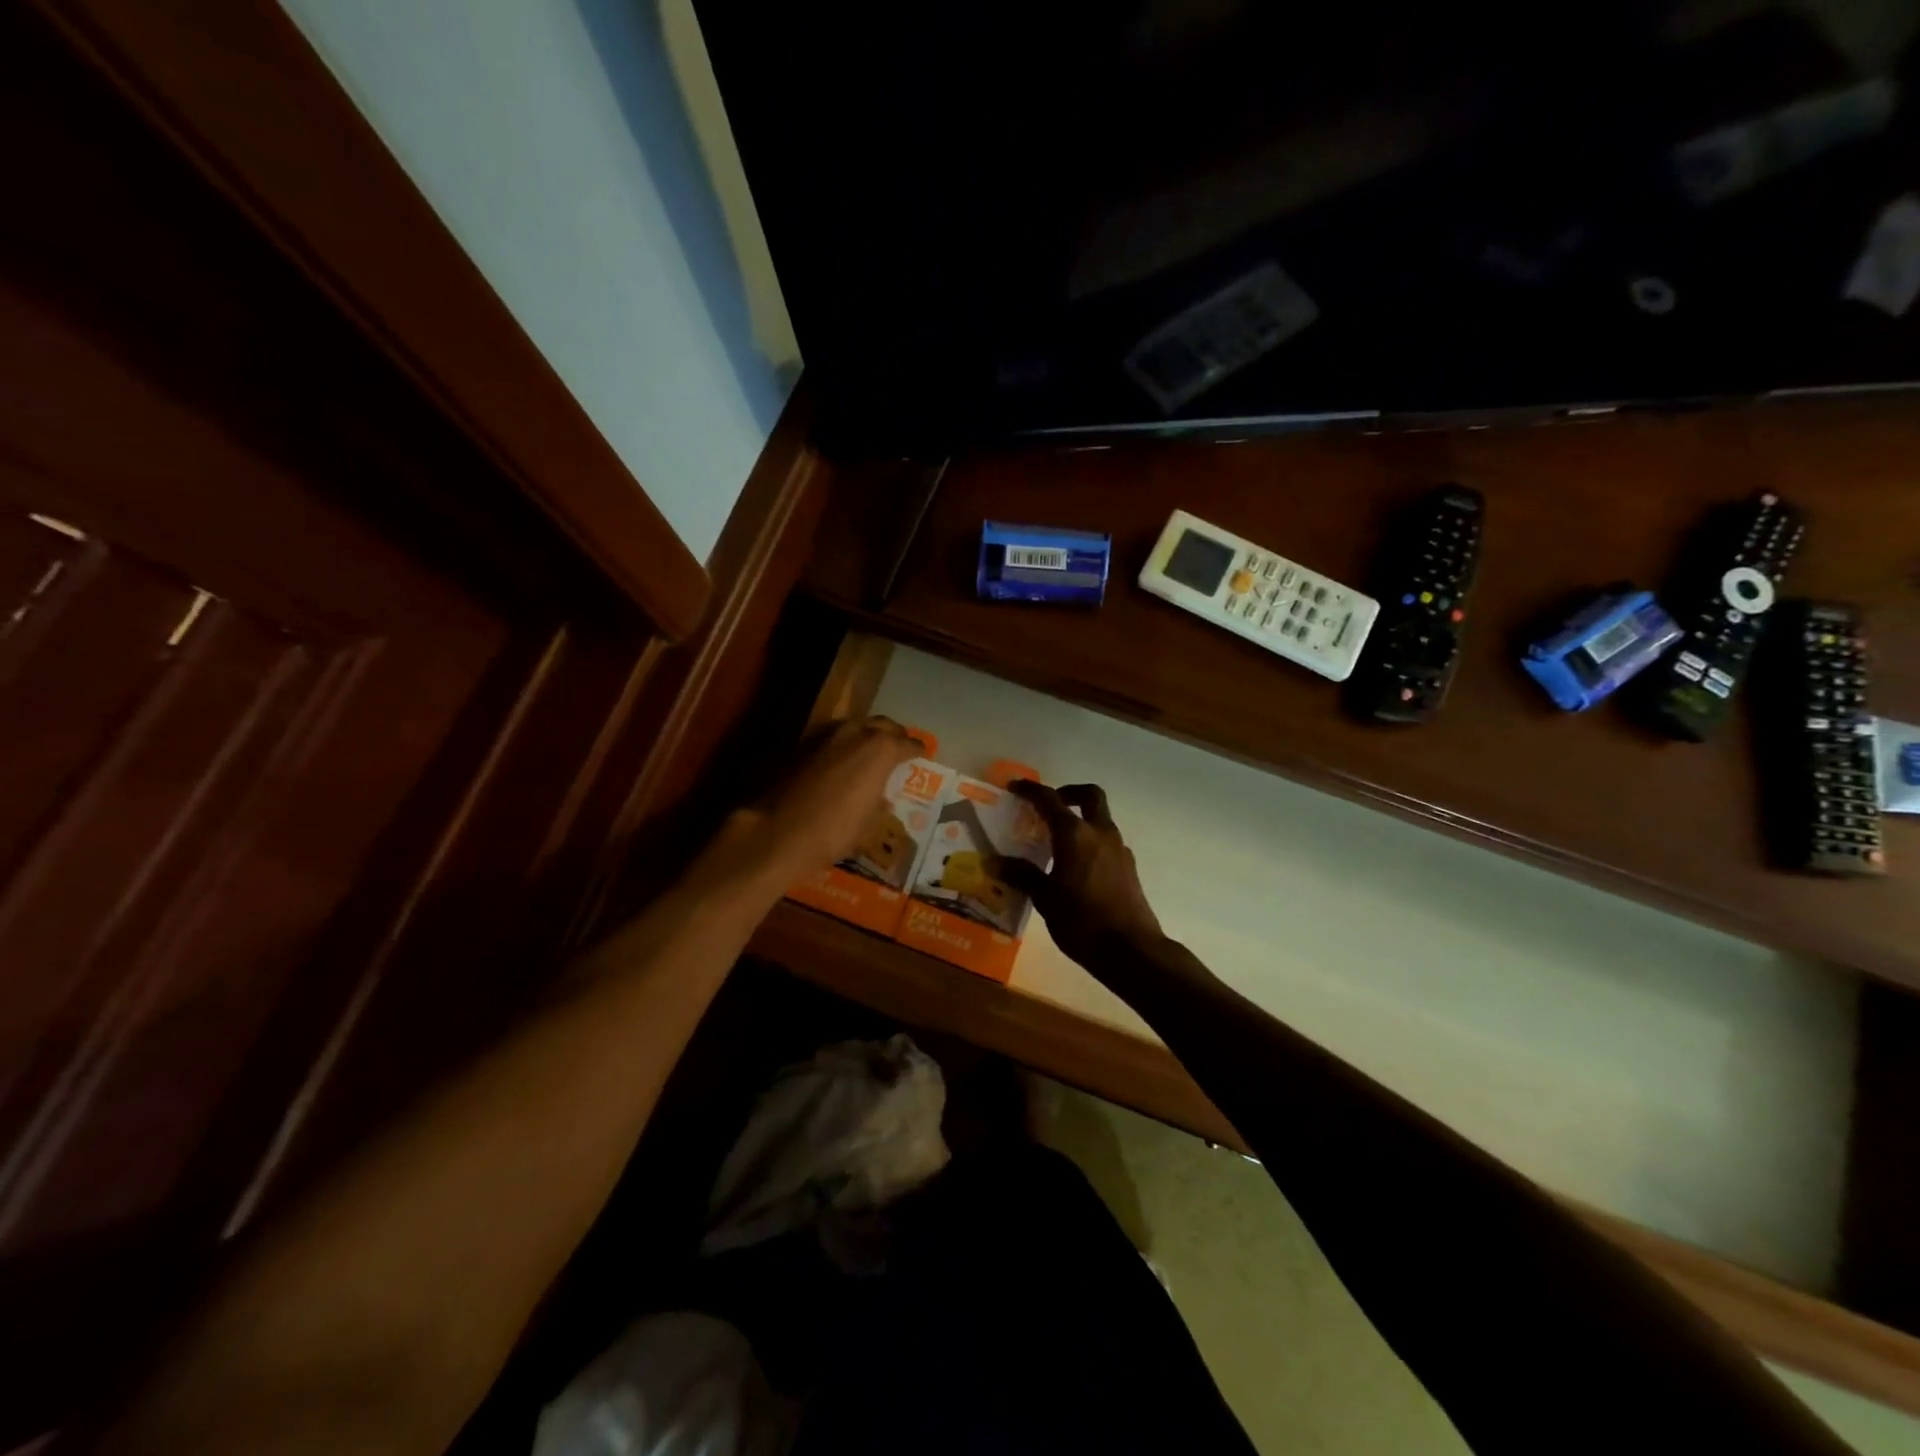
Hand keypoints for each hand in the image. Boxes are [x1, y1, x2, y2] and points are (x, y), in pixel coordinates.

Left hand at [749, 716, 920, 880]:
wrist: (779, 831)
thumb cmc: (834, 830)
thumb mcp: (869, 822)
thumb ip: (880, 802)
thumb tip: (883, 797)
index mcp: (881, 749)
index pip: (909, 743)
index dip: (918, 751)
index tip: (922, 756)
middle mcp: (857, 732)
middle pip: (883, 725)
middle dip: (895, 735)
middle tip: (900, 748)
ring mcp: (827, 734)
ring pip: (857, 726)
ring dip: (868, 736)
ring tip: (872, 753)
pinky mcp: (804, 744)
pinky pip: (834, 737)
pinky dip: (844, 744)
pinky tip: (843, 761)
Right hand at [990, 780, 1168, 972]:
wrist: (1131, 950)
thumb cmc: (1082, 921)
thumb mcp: (1045, 899)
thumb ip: (1022, 875)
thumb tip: (994, 862)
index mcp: (1075, 834)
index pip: (1050, 800)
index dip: (1030, 790)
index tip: (1015, 787)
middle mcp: (1100, 833)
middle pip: (1089, 796)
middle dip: (1068, 793)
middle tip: (1048, 807)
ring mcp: (1119, 849)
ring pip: (1100, 820)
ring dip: (1080, 821)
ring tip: (1056, 843)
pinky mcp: (1128, 868)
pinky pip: (1106, 843)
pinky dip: (1090, 843)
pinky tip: (1075, 868)